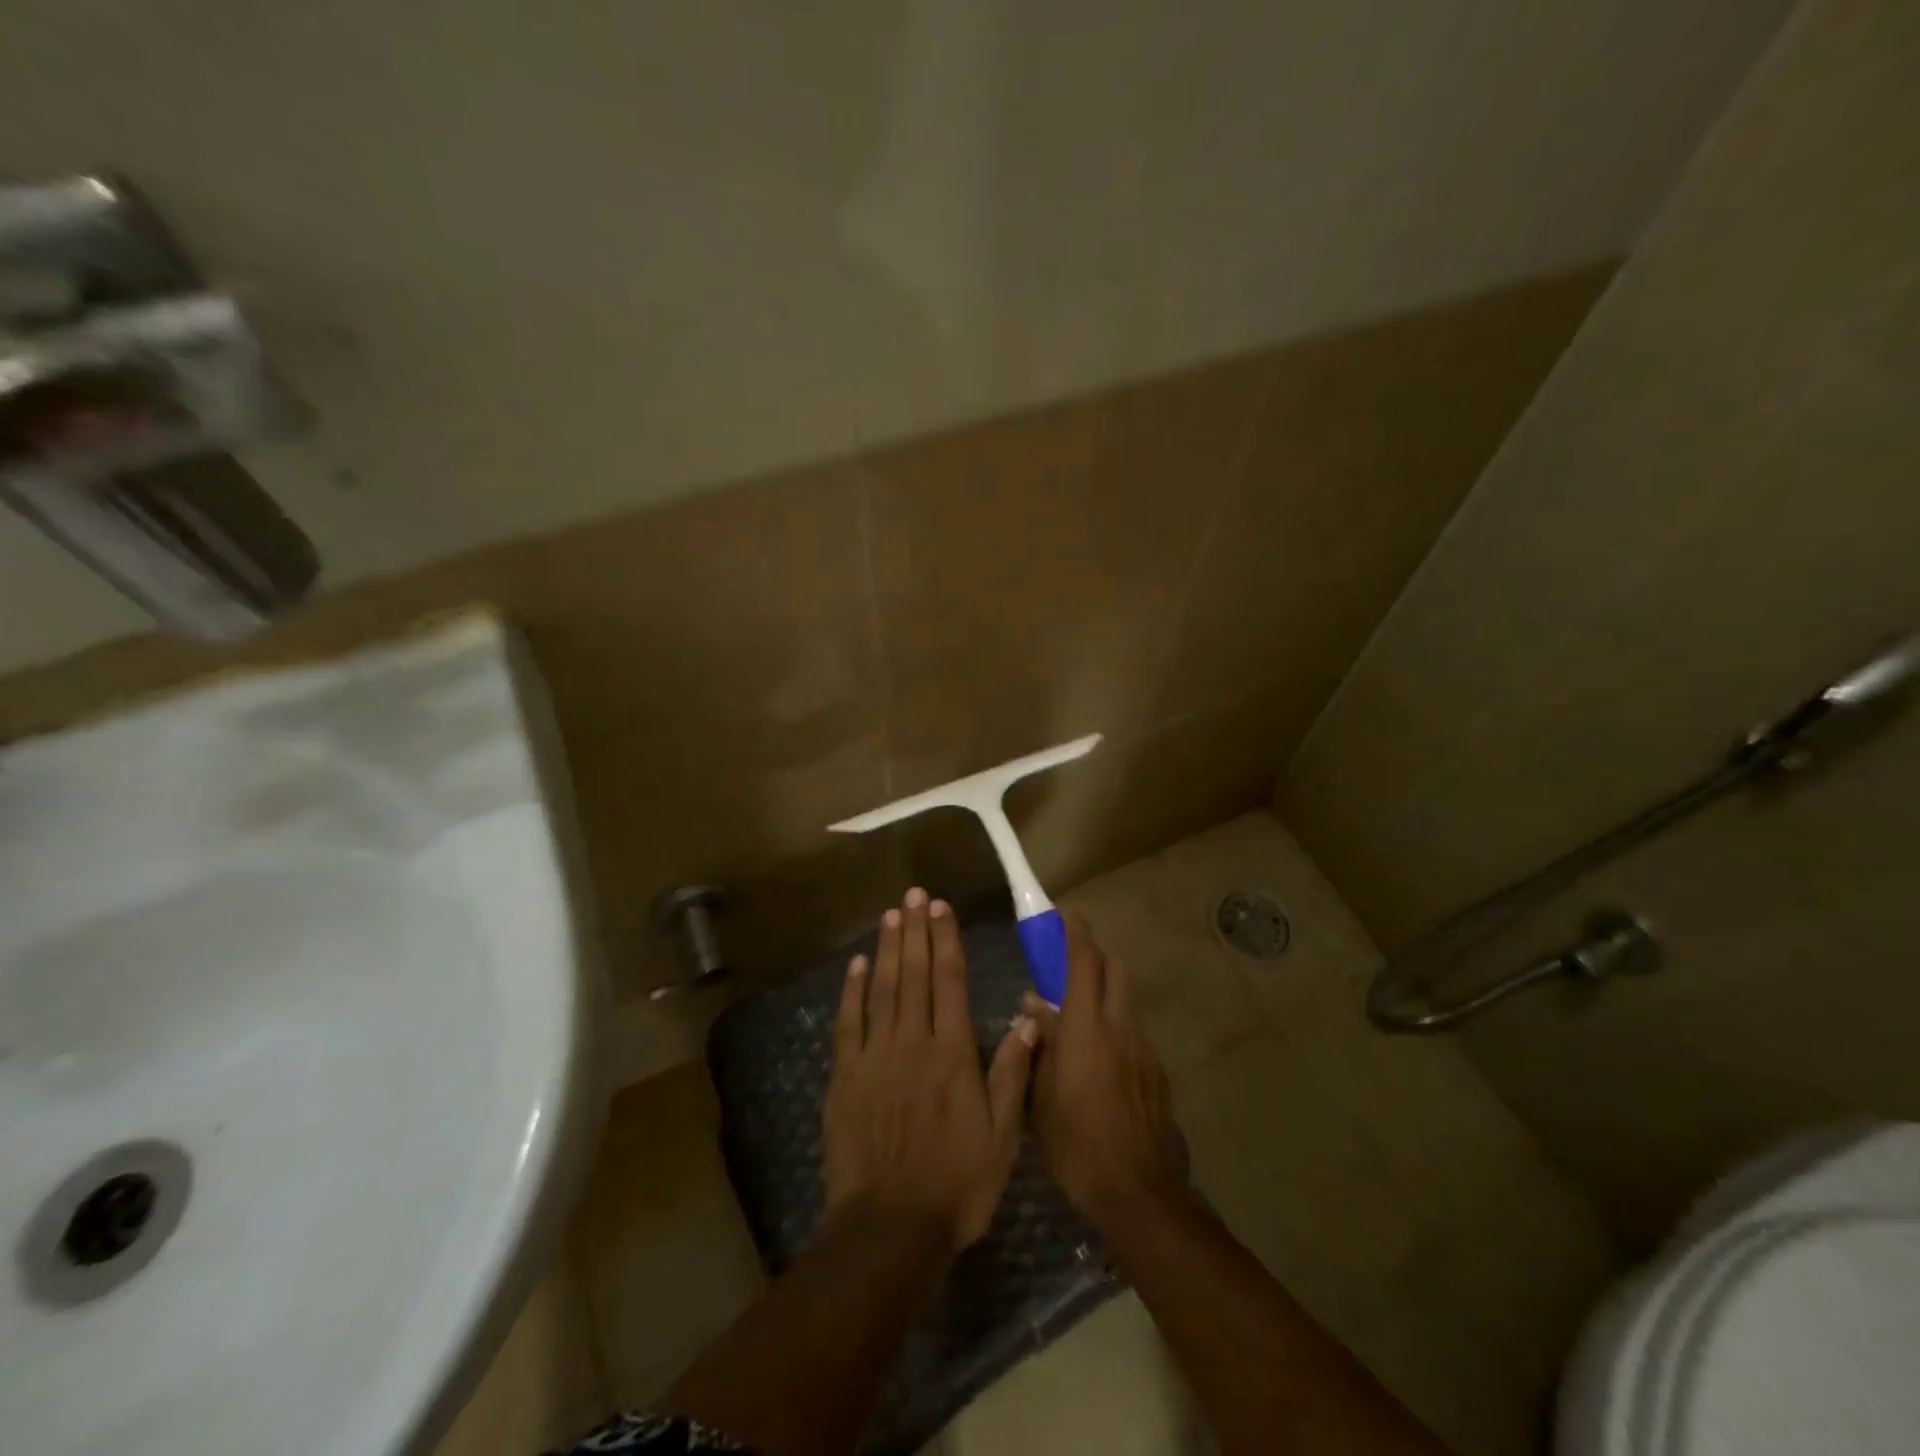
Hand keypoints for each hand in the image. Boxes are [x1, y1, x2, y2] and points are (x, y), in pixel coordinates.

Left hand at [824, 888, 1039, 1252]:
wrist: (889, 1229)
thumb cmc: (955, 1184)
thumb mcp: (1001, 1136)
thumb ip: (1012, 1073)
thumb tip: (1028, 1018)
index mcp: (952, 1054)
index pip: (950, 982)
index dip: (946, 941)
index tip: (942, 908)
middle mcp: (913, 1043)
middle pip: (915, 975)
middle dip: (916, 931)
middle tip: (914, 894)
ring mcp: (875, 1057)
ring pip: (882, 989)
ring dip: (888, 949)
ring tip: (892, 915)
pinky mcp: (846, 1076)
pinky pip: (849, 1023)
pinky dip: (853, 990)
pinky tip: (858, 964)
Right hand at [1022, 910, 1182, 1221]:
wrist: (1136, 1192)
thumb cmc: (1075, 1142)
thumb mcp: (1041, 1093)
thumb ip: (1040, 1041)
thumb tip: (1034, 1003)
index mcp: (1086, 1026)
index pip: (1085, 961)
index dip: (1076, 932)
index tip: (1066, 915)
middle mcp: (1120, 1026)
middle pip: (1115, 969)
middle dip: (1095, 959)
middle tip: (1069, 973)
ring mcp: (1144, 1049)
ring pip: (1126, 1002)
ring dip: (1105, 997)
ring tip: (1080, 1026)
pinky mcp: (1157, 1073)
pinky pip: (1134, 1034)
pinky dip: (1116, 1031)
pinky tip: (1100, 1067)